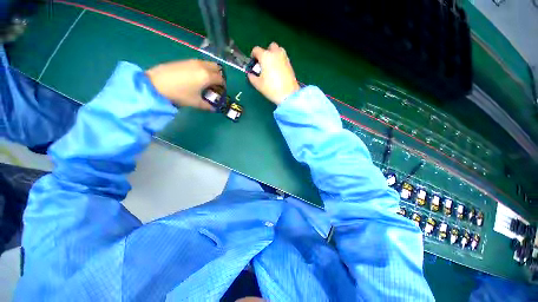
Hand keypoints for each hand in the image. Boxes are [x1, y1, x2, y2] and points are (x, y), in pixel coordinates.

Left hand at [146, 59, 223, 109]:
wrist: (156, 83)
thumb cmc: (179, 94)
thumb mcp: (196, 103)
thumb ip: (208, 106)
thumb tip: (214, 108)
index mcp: (207, 76)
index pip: (221, 79)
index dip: (223, 86)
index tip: (221, 92)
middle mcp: (202, 66)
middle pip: (217, 68)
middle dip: (219, 76)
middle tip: (216, 85)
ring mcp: (193, 61)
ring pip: (208, 64)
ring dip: (211, 71)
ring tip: (206, 81)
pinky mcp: (185, 60)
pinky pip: (200, 63)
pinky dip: (203, 69)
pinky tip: (196, 77)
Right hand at [248, 42, 299, 104]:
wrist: (288, 94)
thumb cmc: (271, 88)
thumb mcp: (258, 84)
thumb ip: (252, 77)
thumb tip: (250, 74)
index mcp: (265, 56)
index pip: (256, 50)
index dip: (253, 56)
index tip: (253, 63)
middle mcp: (275, 53)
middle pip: (270, 47)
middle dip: (266, 53)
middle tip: (263, 64)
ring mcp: (284, 58)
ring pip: (278, 51)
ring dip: (274, 55)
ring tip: (271, 67)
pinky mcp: (290, 64)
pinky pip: (283, 58)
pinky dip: (280, 61)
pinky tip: (278, 72)